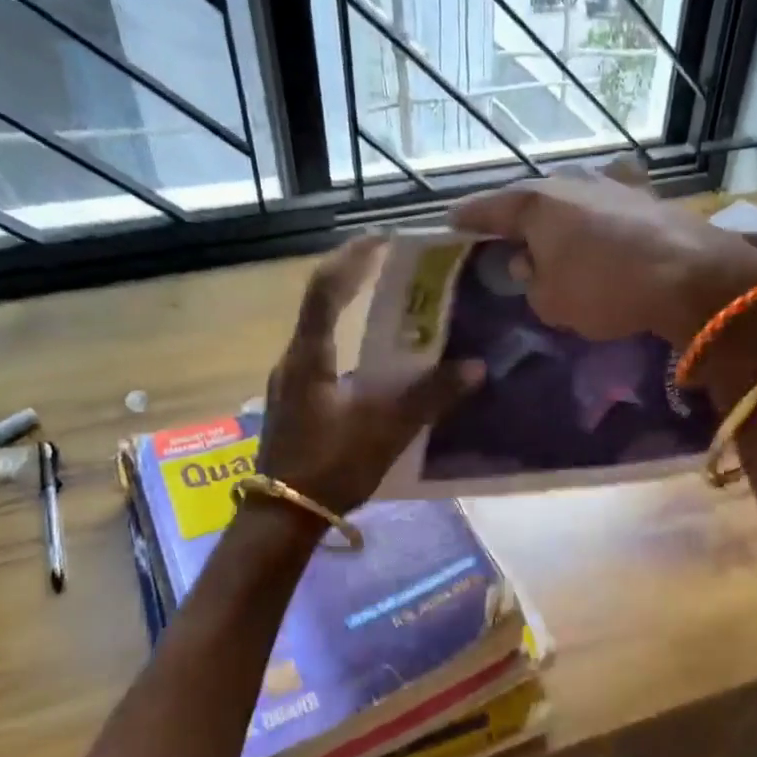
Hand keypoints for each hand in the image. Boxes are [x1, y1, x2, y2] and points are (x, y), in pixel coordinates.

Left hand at [255, 236, 482, 514]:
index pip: (325, 288)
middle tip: (398, 269)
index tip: (384, 237)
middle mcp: (295, 360)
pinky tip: (381, 364)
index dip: (353, 257)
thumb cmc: (329, 467)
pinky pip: (327, 359)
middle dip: (358, 281)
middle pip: (323, 305)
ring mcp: (293, 383)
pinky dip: (354, 346)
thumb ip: (430, 397)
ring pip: (325, 333)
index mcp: (309, 356)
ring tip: (396, 310)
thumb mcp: (385, 430)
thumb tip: (475, 367)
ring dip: (356, 314)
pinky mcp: (299, 403)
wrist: (282, 519)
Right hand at [449, 171, 756, 345]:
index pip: (489, 207)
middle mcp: (571, 182)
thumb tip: (532, 264)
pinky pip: (606, 207)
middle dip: (518, 216)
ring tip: (554, 236)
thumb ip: (532, 282)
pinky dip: (596, 221)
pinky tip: (601, 231)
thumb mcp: (552, 302)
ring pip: (572, 198)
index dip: (468, 217)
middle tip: (505, 233)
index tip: (451, 221)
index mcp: (536, 203)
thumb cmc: (606, 289)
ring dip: (560, 216)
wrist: (692, 275)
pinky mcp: (647, 197)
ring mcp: (613, 184)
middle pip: (533, 198)